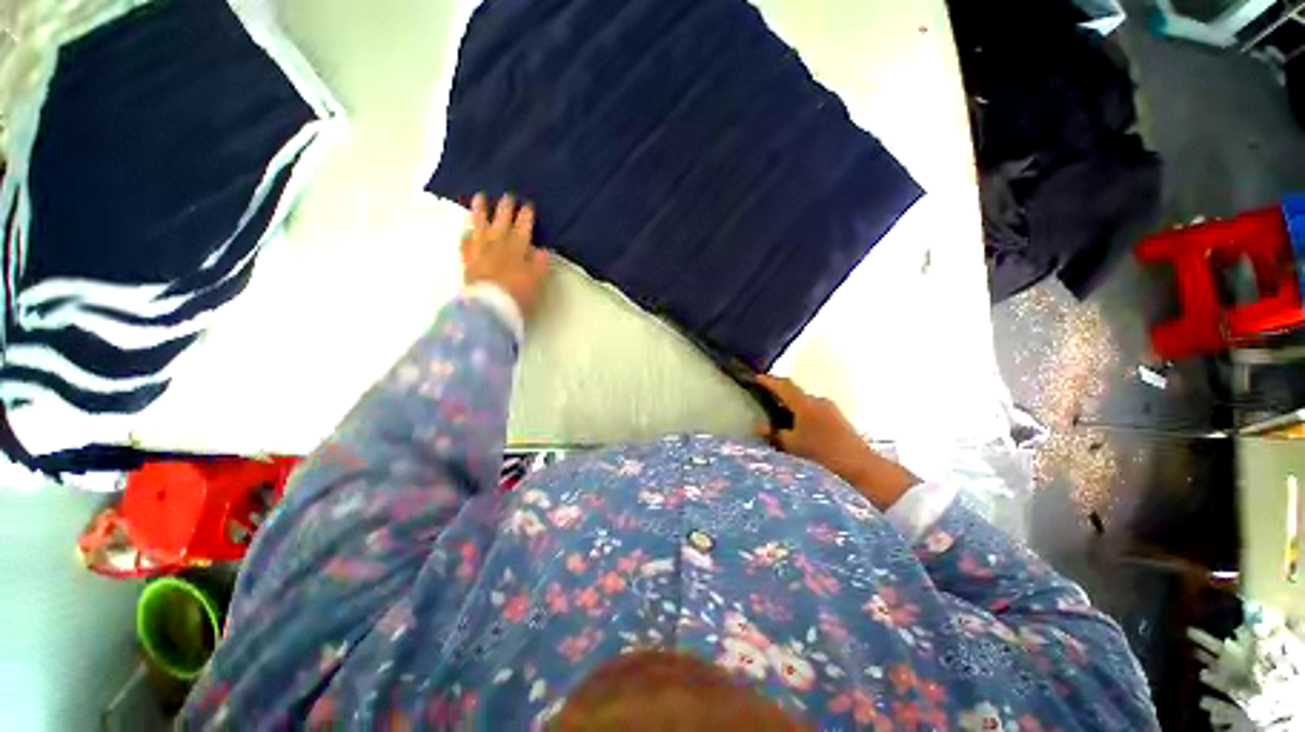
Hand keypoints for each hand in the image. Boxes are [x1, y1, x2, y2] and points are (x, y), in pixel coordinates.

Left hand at [461, 193, 550, 316]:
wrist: (490, 307)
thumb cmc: (517, 295)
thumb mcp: (536, 280)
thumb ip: (539, 264)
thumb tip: (542, 251)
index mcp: (517, 249)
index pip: (523, 228)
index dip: (526, 216)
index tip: (528, 205)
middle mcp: (497, 245)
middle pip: (501, 222)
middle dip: (505, 208)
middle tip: (507, 196)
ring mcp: (479, 251)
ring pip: (479, 226)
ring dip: (480, 211)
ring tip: (479, 198)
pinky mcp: (467, 261)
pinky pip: (465, 243)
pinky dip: (466, 235)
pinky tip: (466, 231)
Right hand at [755, 375, 917, 509]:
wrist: (861, 467)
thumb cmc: (822, 454)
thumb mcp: (792, 445)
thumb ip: (774, 434)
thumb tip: (759, 426)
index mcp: (805, 404)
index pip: (783, 386)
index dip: (768, 381)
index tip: (756, 377)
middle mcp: (818, 401)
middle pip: (794, 391)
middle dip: (779, 392)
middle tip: (764, 395)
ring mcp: (830, 409)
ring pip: (804, 401)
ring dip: (791, 404)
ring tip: (779, 415)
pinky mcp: (838, 419)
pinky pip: (814, 410)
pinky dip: (801, 413)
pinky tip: (797, 426)